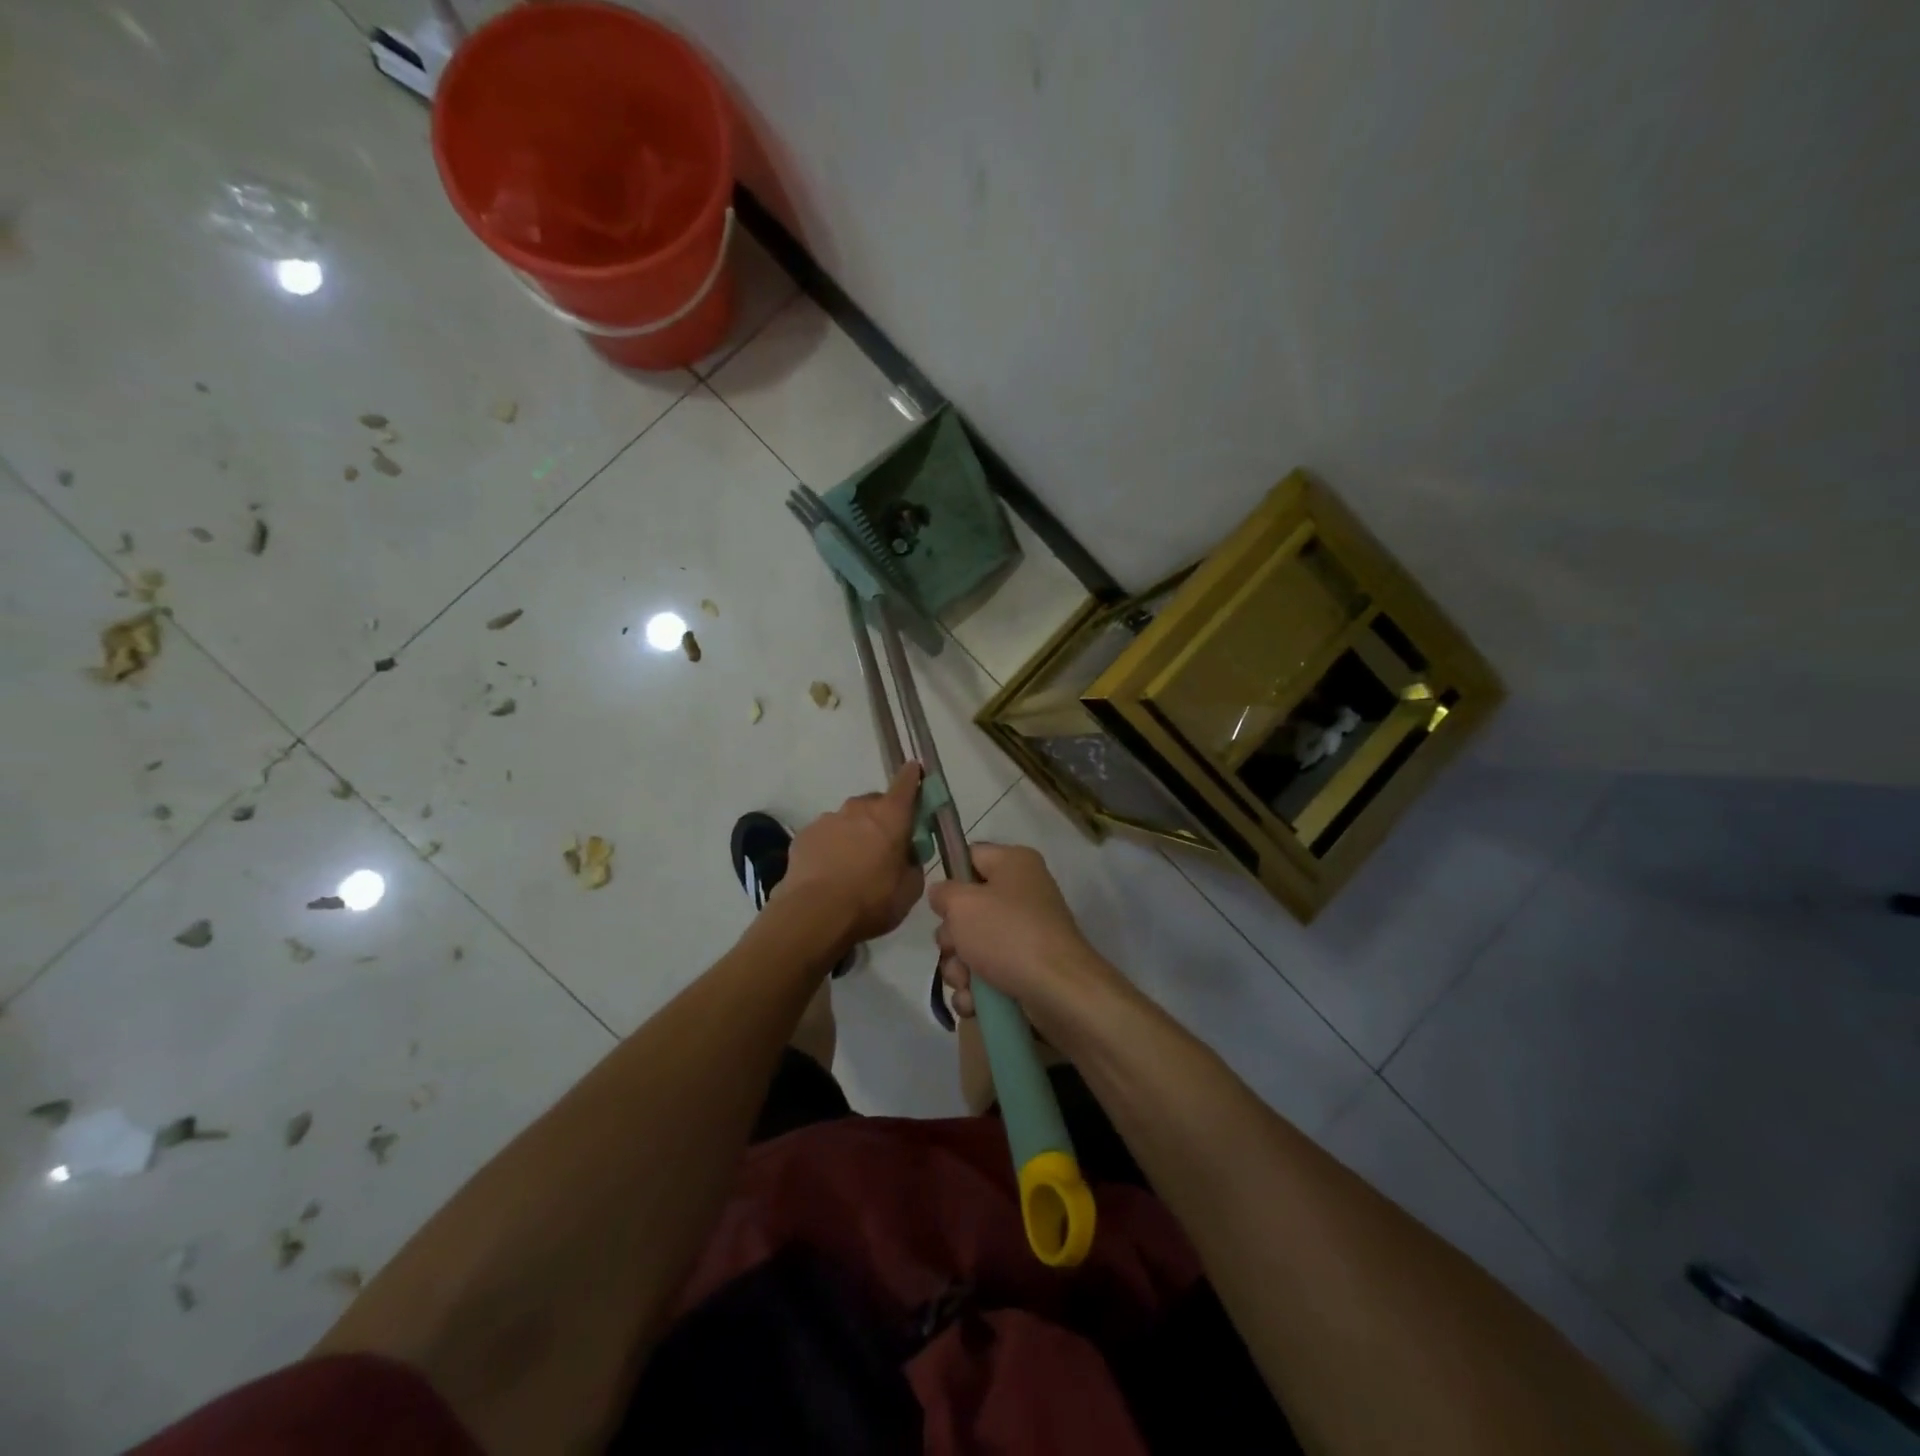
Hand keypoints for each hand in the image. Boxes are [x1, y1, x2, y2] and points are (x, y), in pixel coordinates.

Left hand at [778, 763, 925, 946]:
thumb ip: (913, 864)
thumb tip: (907, 855)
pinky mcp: (804, 835)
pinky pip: (825, 835)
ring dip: (854, 834)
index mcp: (891, 816)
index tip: (915, 772)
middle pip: (875, 803)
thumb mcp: (909, 890)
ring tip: (851, 865)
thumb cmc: (871, 901)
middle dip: (882, 818)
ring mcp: (828, 819)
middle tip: (883, 846)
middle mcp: (858, 808)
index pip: (906, 783)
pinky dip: (830, 846)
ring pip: (848, 820)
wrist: (814, 915)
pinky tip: (828, 872)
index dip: (912, 777)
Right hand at [927, 843, 1120, 1032]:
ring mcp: (1026, 933)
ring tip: (966, 984)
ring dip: (960, 969)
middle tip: (953, 949)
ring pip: (974, 946)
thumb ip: (943, 893)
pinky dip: (977, 989)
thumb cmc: (1007, 934)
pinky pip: (989, 973)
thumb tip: (942, 894)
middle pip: (968, 908)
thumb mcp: (963, 904)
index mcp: (1014, 864)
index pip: (970, 857)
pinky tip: (975, 1003)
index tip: (937, 904)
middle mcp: (1022, 893)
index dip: (950, 878)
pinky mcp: (1027, 968)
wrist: (1059, 991)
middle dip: (952, 937)